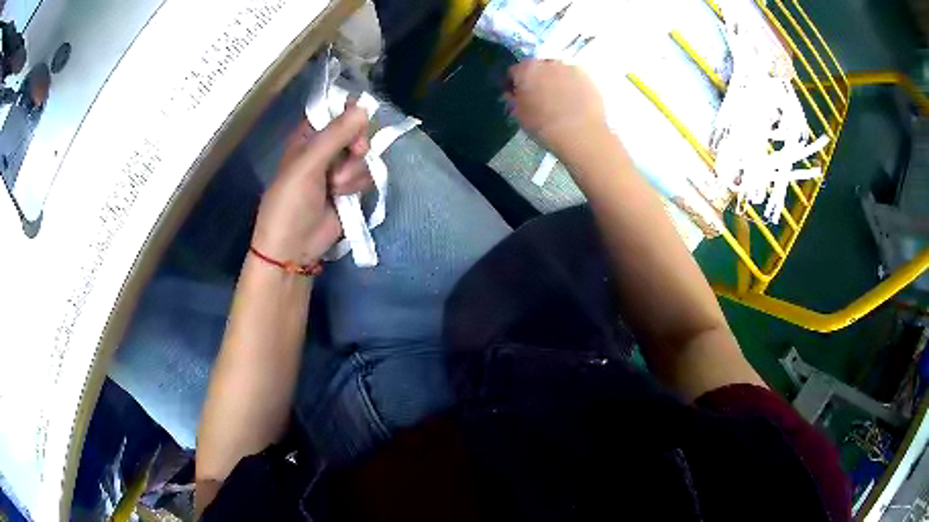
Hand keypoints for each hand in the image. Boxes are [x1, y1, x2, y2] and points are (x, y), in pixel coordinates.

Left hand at [251, 106, 371, 265]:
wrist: (294, 248)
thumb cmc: (290, 203)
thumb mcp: (307, 165)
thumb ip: (335, 135)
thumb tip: (364, 108)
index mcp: (307, 138)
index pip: (333, 112)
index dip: (349, 113)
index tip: (358, 120)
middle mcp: (324, 150)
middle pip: (354, 132)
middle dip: (356, 145)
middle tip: (354, 152)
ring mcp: (338, 170)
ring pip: (363, 156)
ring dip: (353, 171)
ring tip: (335, 187)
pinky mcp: (350, 189)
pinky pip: (366, 175)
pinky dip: (358, 185)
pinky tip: (344, 196)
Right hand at [507, 60, 609, 157]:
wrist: (581, 135)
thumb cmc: (544, 126)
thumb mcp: (520, 116)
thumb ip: (513, 100)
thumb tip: (512, 94)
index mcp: (527, 69)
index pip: (514, 71)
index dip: (513, 83)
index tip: (515, 95)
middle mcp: (548, 62)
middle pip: (538, 67)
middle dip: (536, 79)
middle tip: (538, 97)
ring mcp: (571, 68)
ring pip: (558, 71)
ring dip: (555, 80)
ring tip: (559, 100)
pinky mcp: (588, 77)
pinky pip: (574, 78)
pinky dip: (572, 86)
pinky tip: (574, 102)